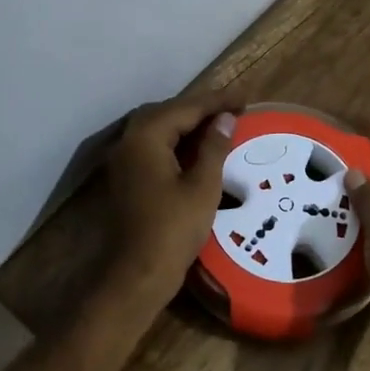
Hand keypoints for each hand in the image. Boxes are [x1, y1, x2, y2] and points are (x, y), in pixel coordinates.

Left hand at [102, 88, 239, 314]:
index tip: (244, 98)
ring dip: (188, 124)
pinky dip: (177, 142)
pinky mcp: (128, 177)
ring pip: (159, 129)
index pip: (186, 107)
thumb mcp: (203, 186)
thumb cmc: (174, 228)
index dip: (216, 101)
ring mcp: (125, 160)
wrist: (139, 272)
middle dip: (200, 108)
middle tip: (233, 109)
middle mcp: (130, 141)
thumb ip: (214, 147)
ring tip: (220, 124)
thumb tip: (224, 119)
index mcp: (146, 137)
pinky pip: (154, 147)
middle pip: (168, 113)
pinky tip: (198, 149)